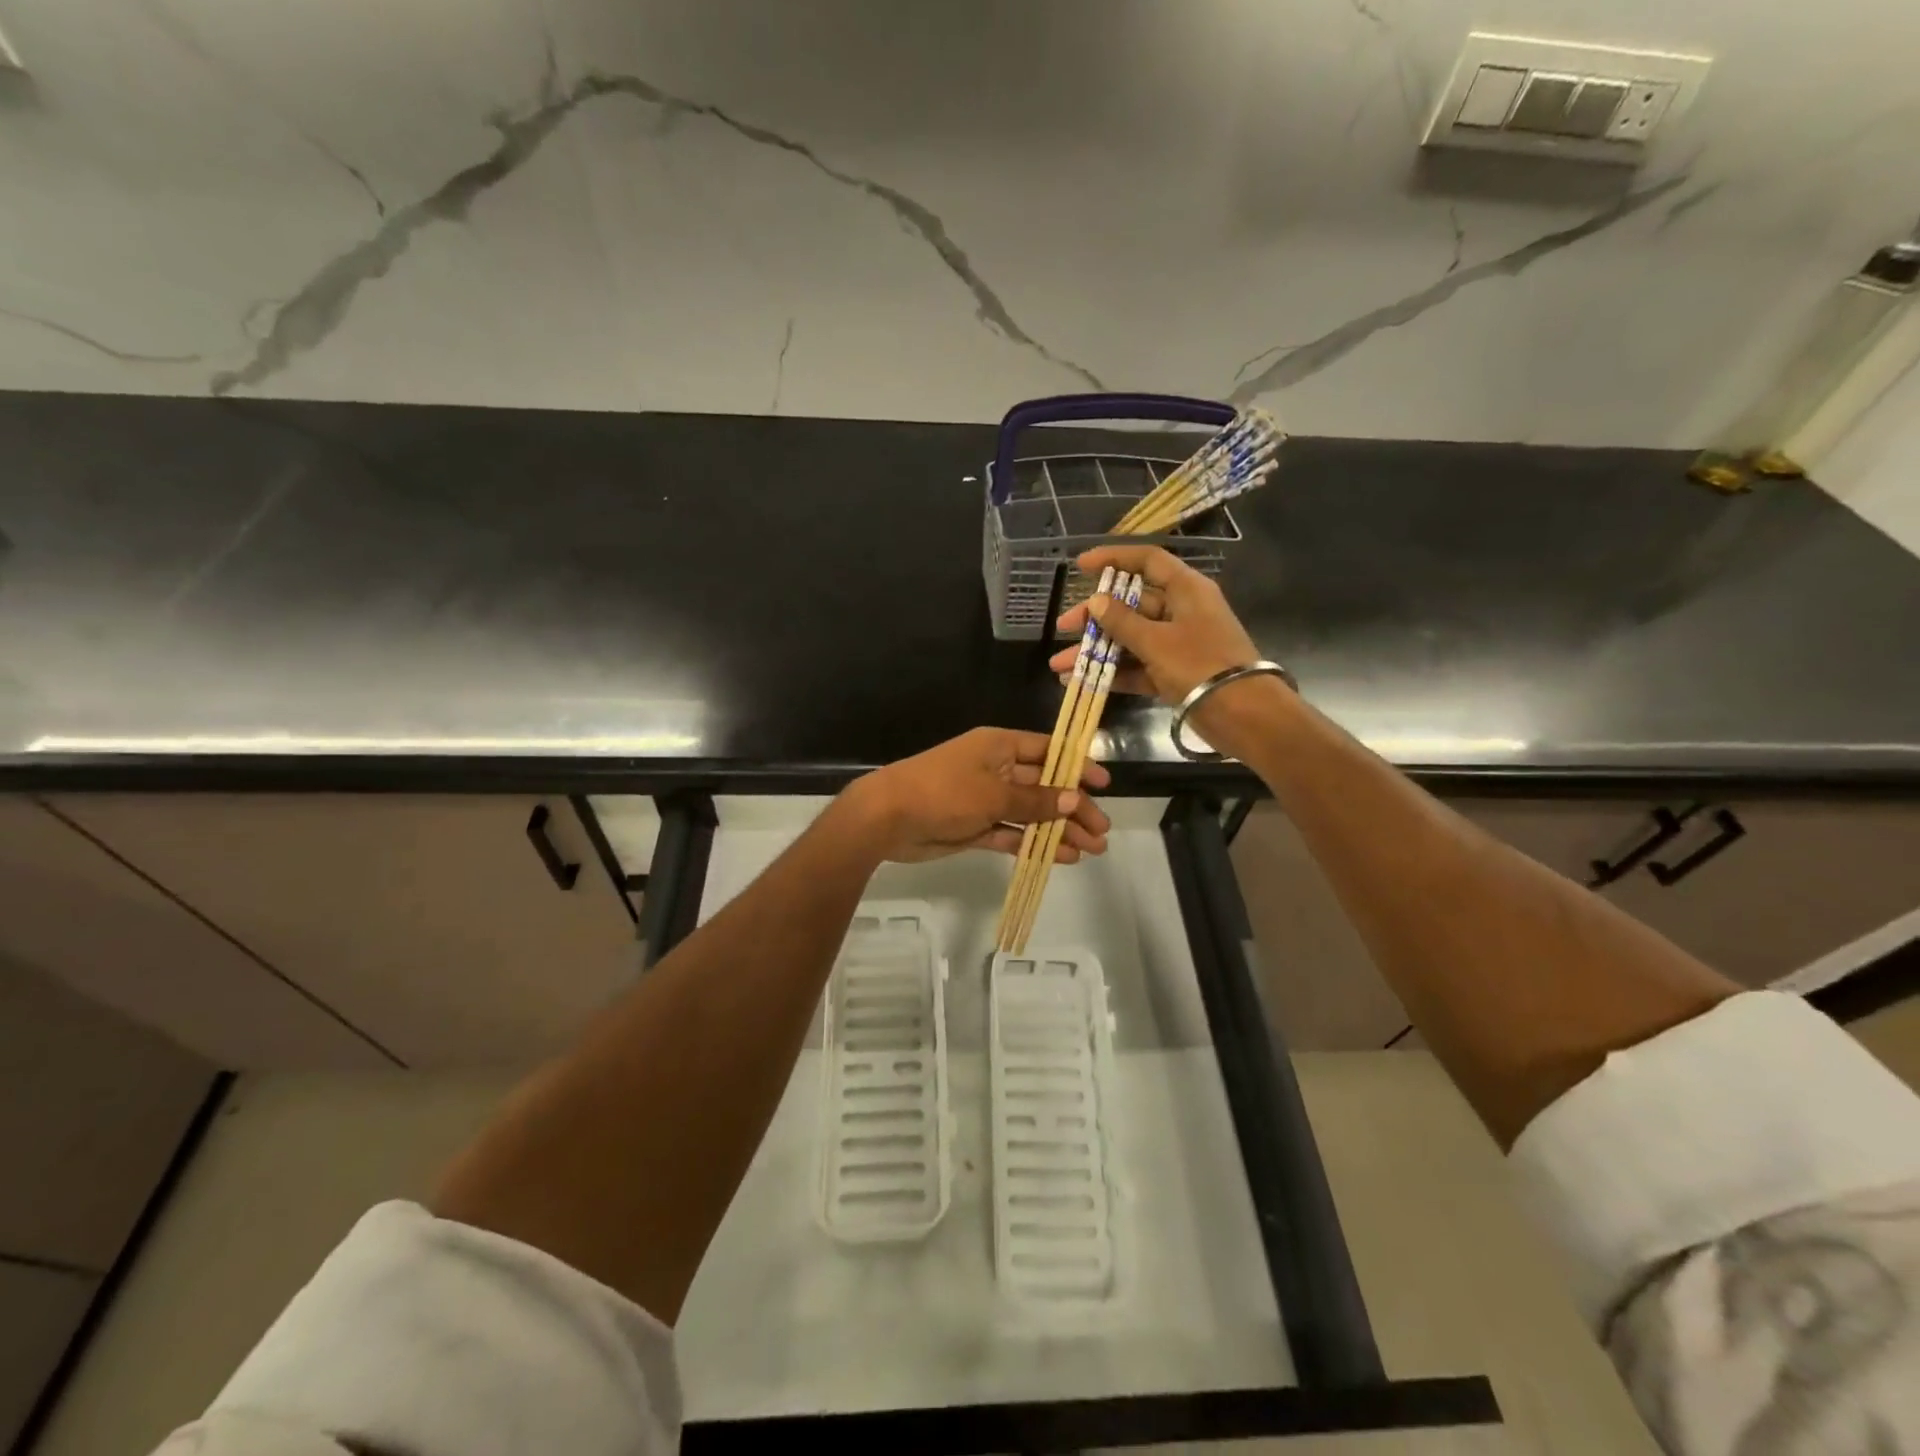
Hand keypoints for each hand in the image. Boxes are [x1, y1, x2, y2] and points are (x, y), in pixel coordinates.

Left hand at [837, 727, 1111, 864]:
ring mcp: (985, 800)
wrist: (887, 817)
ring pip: (1031, 814)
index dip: (1076, 766)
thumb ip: (1035, 801)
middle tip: (1102, 831)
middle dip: (1073, 808)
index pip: (1047, 751)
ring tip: (1091, 851)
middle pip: (1043, 786)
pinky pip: (1012, 834)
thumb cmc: (943, 792)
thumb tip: (1074, 799)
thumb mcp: (994, 794)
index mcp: (999, 746)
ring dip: (1059, 830)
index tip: (1104, 784)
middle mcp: (995, 769)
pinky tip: (1061, 858)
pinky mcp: (975, 827)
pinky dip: (1034, 845)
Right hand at [1048, 546, 1260, 702]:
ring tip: (1060, 666)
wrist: (1242, 714)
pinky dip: (1112, 673)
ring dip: (1096, 650)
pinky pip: (1137, 666)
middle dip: (1095, 616)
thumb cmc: (1200, 665)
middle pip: (1131, 604)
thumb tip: (1096, 600)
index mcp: (1186, 590)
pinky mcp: (1174, 673)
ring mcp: (1177, 644)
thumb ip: (1122, 621)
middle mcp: (1181, 611)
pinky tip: (1080, 682)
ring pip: (1130, 639)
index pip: (1147, 560)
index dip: (1114, 558)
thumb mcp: (1156, 641)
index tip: (1081, 566)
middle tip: (1063, 626)